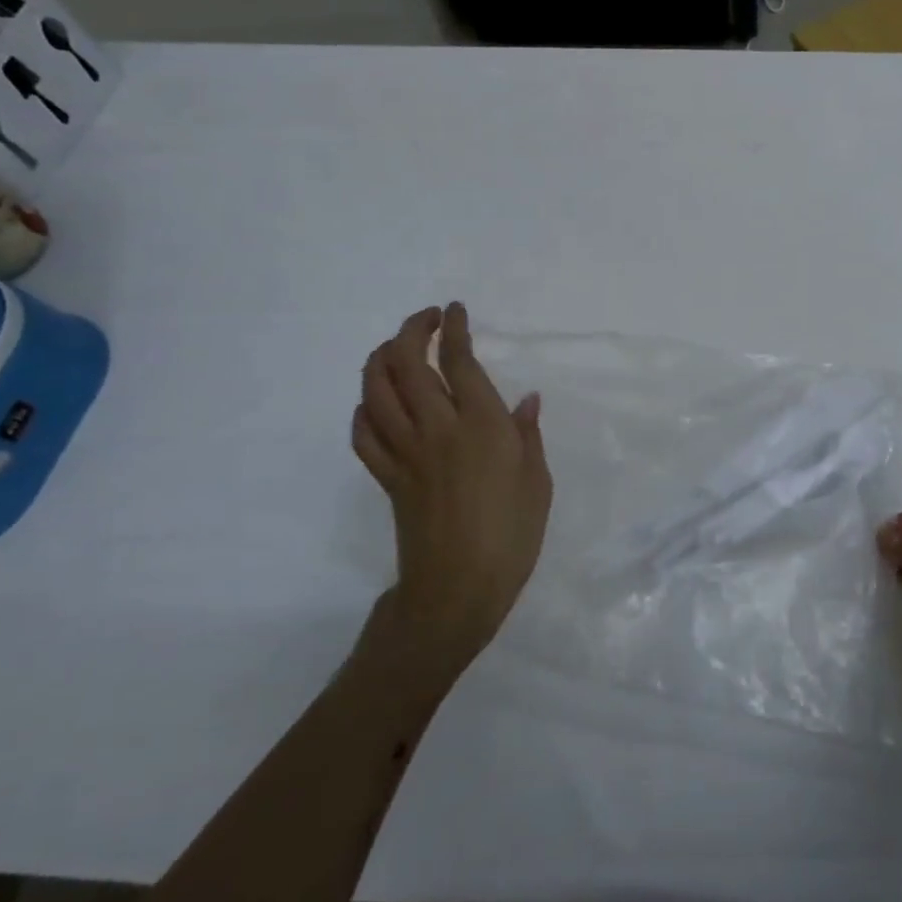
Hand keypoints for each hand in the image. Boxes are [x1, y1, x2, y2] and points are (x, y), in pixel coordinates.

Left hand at [353, 302, 551, 667]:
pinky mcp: (387, 478)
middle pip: (408, 364)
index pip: (459, 361)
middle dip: (412, 331)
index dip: (454, 329)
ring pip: (377, 391)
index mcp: (481, 426)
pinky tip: (376, 403)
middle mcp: (438, 429)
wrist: (457, 591)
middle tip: (427, 320)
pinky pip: (364, 434)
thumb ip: (528, 435)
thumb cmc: (511, 536)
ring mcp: (406, 452)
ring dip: (381, 359)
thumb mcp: (537, 482)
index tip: (454, 310)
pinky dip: (365, 409)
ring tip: (397, 348)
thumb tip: (525, 399)